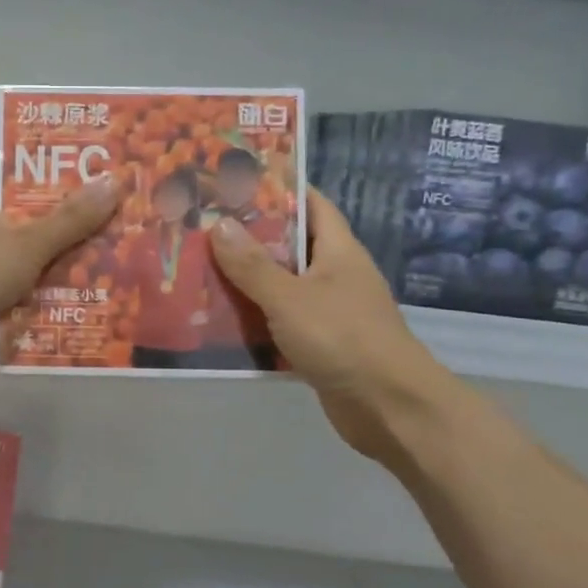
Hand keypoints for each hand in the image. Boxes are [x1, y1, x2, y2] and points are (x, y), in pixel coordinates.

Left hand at [0, 158, 119, 375]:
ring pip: (17, 255)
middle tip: (93, 211)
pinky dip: (39, 294)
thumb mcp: (27, 241)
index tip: (44, 163)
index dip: (6, 161)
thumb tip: (113, 184)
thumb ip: (70, 219)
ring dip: (49, 258)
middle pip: (10, 213)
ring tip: (98, 253)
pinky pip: (15, 291)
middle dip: (48, 215)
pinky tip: (76, 295)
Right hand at [208, 190, 454, 464]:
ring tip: (198, 270)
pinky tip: (218, 321)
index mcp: (338, 251)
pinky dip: (255, 321)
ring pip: (281, 287)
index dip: (279, 189)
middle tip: (202, 227)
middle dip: (249, 237)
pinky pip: (280, 323)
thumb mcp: (290, 297)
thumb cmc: (343, 338)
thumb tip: (220, 224)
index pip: (312, 204)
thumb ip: (252, 264)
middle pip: (289, 246)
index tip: (236, 181)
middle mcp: (335, 275)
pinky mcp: (320, 345)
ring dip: (246, 282)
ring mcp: (329, 311)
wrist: (389, 407)